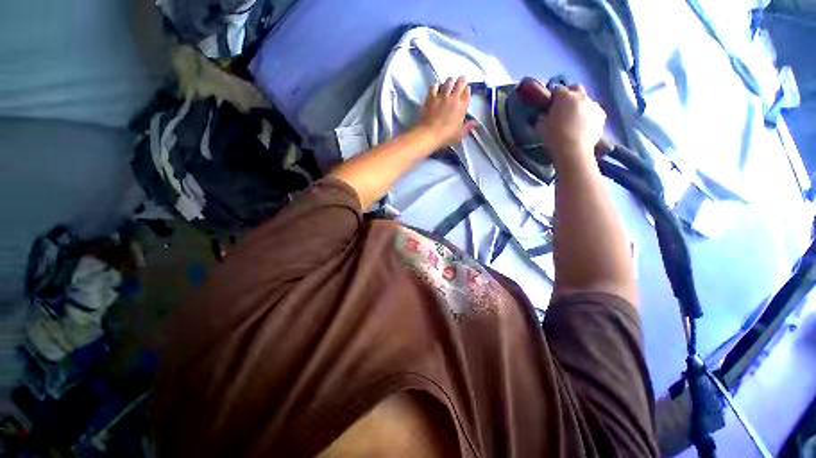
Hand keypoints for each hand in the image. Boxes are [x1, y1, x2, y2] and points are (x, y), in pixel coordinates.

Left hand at [415, 76, 476, 147]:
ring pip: (448, 81)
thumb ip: (468, 126)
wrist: (429, 134)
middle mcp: (453, 98)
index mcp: (462, 107)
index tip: (466, 91)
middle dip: (461, 80)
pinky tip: (436, 88)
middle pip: (460, 82)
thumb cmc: (446, 136)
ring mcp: (441, 96)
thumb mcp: (459, 133)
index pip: (467, 93)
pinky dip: (436, 86)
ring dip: (450, 81)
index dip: (467, 90)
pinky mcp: (431, 97)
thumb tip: (475, 123)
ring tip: (450, 82)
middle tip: (461, 81)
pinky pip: (434, 86)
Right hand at [536, 85, 605, 164]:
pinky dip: (589, 116)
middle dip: (570, 94)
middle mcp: (581, 96)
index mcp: (564, 96)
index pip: (557, 90)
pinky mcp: (602, 116)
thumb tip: (544, 116)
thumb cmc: (554, 136)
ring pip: (586, 101)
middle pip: (575, 89)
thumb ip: (543, 117)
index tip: (549, 104)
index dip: (552, 96)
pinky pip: (594, 112)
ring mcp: (593, 105)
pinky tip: (583, 126)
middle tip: (563, 107)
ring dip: (580, 106)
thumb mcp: (541, 127)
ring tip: (575, 119)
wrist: (573, 150)